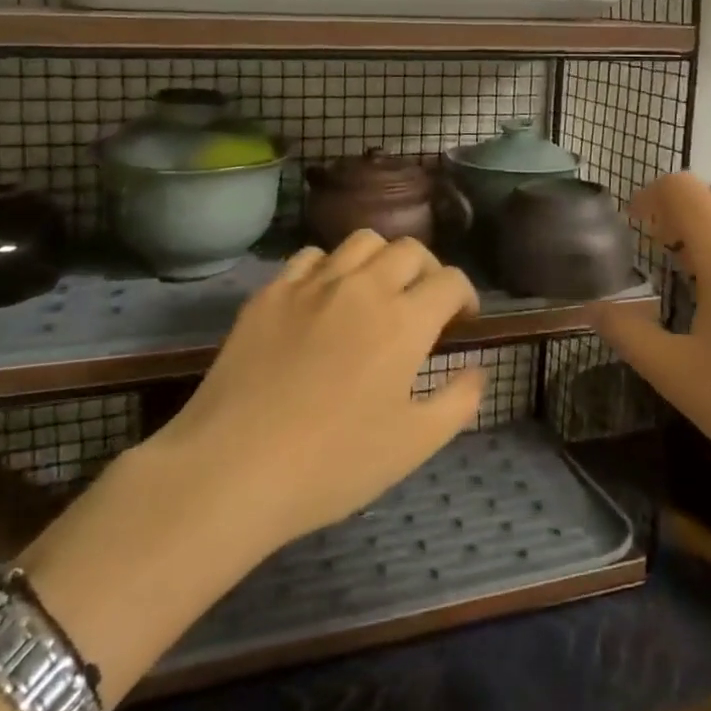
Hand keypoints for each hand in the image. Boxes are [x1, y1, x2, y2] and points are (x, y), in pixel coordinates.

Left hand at [162, 230, 485, 547]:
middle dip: (427, 271)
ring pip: (360, 241)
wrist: (233, 468)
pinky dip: (330, 268)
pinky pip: (310, 258)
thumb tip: (478, 369)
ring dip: (381, 260)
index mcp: (404, 320)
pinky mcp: (269, 293)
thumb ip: (459, 401)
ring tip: (376, 293)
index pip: (450, 280)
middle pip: (409, 249)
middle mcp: (362, 287)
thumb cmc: (333, 464)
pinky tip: (324, 300)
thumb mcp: (414, 444)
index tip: (461, 321)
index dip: (465, 296)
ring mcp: (311, 284)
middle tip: (422, 304)